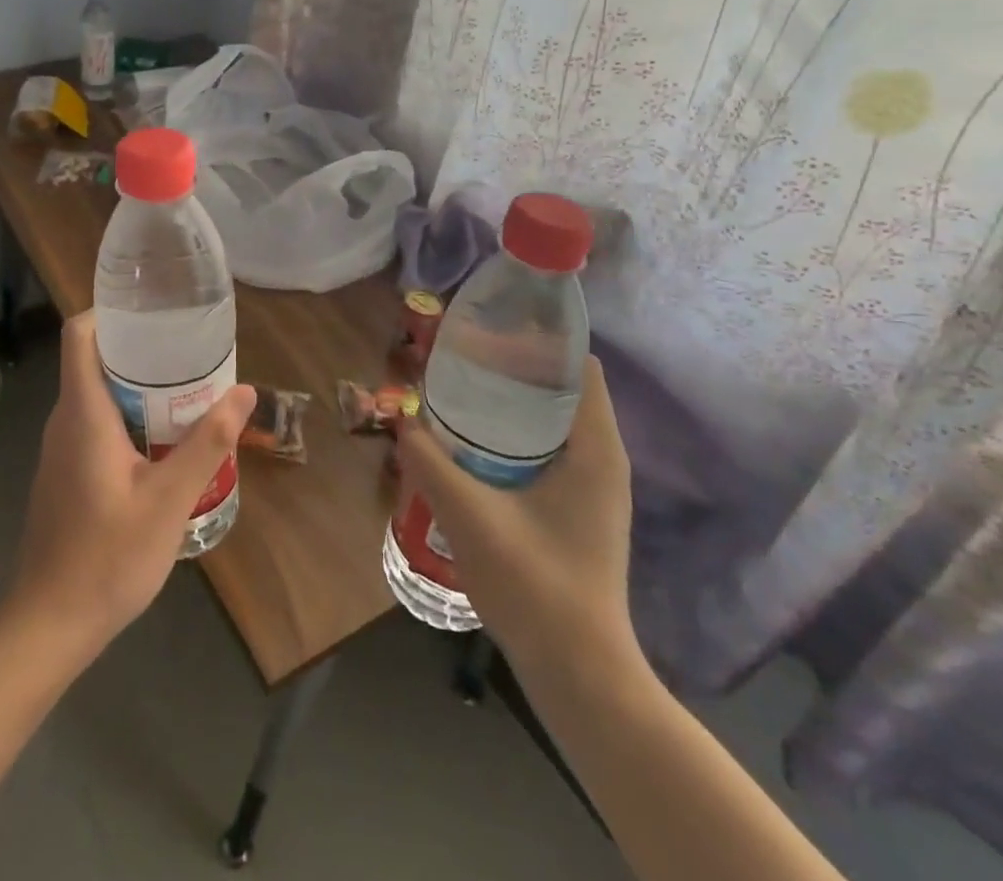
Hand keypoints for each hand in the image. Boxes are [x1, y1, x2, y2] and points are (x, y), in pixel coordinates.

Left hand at [7, 312, 253, 656]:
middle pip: (94, 360)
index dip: (108, 310)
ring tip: (186, 388)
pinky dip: (128, 415)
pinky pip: (95, 423)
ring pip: (97, 394)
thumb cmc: (107, 557)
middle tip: (189, 349)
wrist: (49, 624)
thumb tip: (245, 391)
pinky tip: (163, 439)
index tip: (152, 308)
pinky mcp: (66, 472)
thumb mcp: (169, 500)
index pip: (79, 335)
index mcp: (83, 413)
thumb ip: (207, 443)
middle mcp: (65, 420)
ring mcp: (61, 449)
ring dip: (137, 384)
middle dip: (139, 347)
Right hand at [398, 355, 634, 665]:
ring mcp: (594, 486)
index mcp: (594, 448)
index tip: (489, 329)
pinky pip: (549, 449)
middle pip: (563, 388)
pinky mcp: (579, 508)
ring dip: (512, 402)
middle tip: (461, 356)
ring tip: (461, 390)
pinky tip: (474, 442)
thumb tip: (400, 418)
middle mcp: (602, 458)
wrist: (579, 672)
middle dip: (515, 367)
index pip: (579, 366)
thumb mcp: (469, 515)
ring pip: (554, 420)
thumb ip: (429, 461)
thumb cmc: (535, 585)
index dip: (539, 340)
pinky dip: (515, 433)